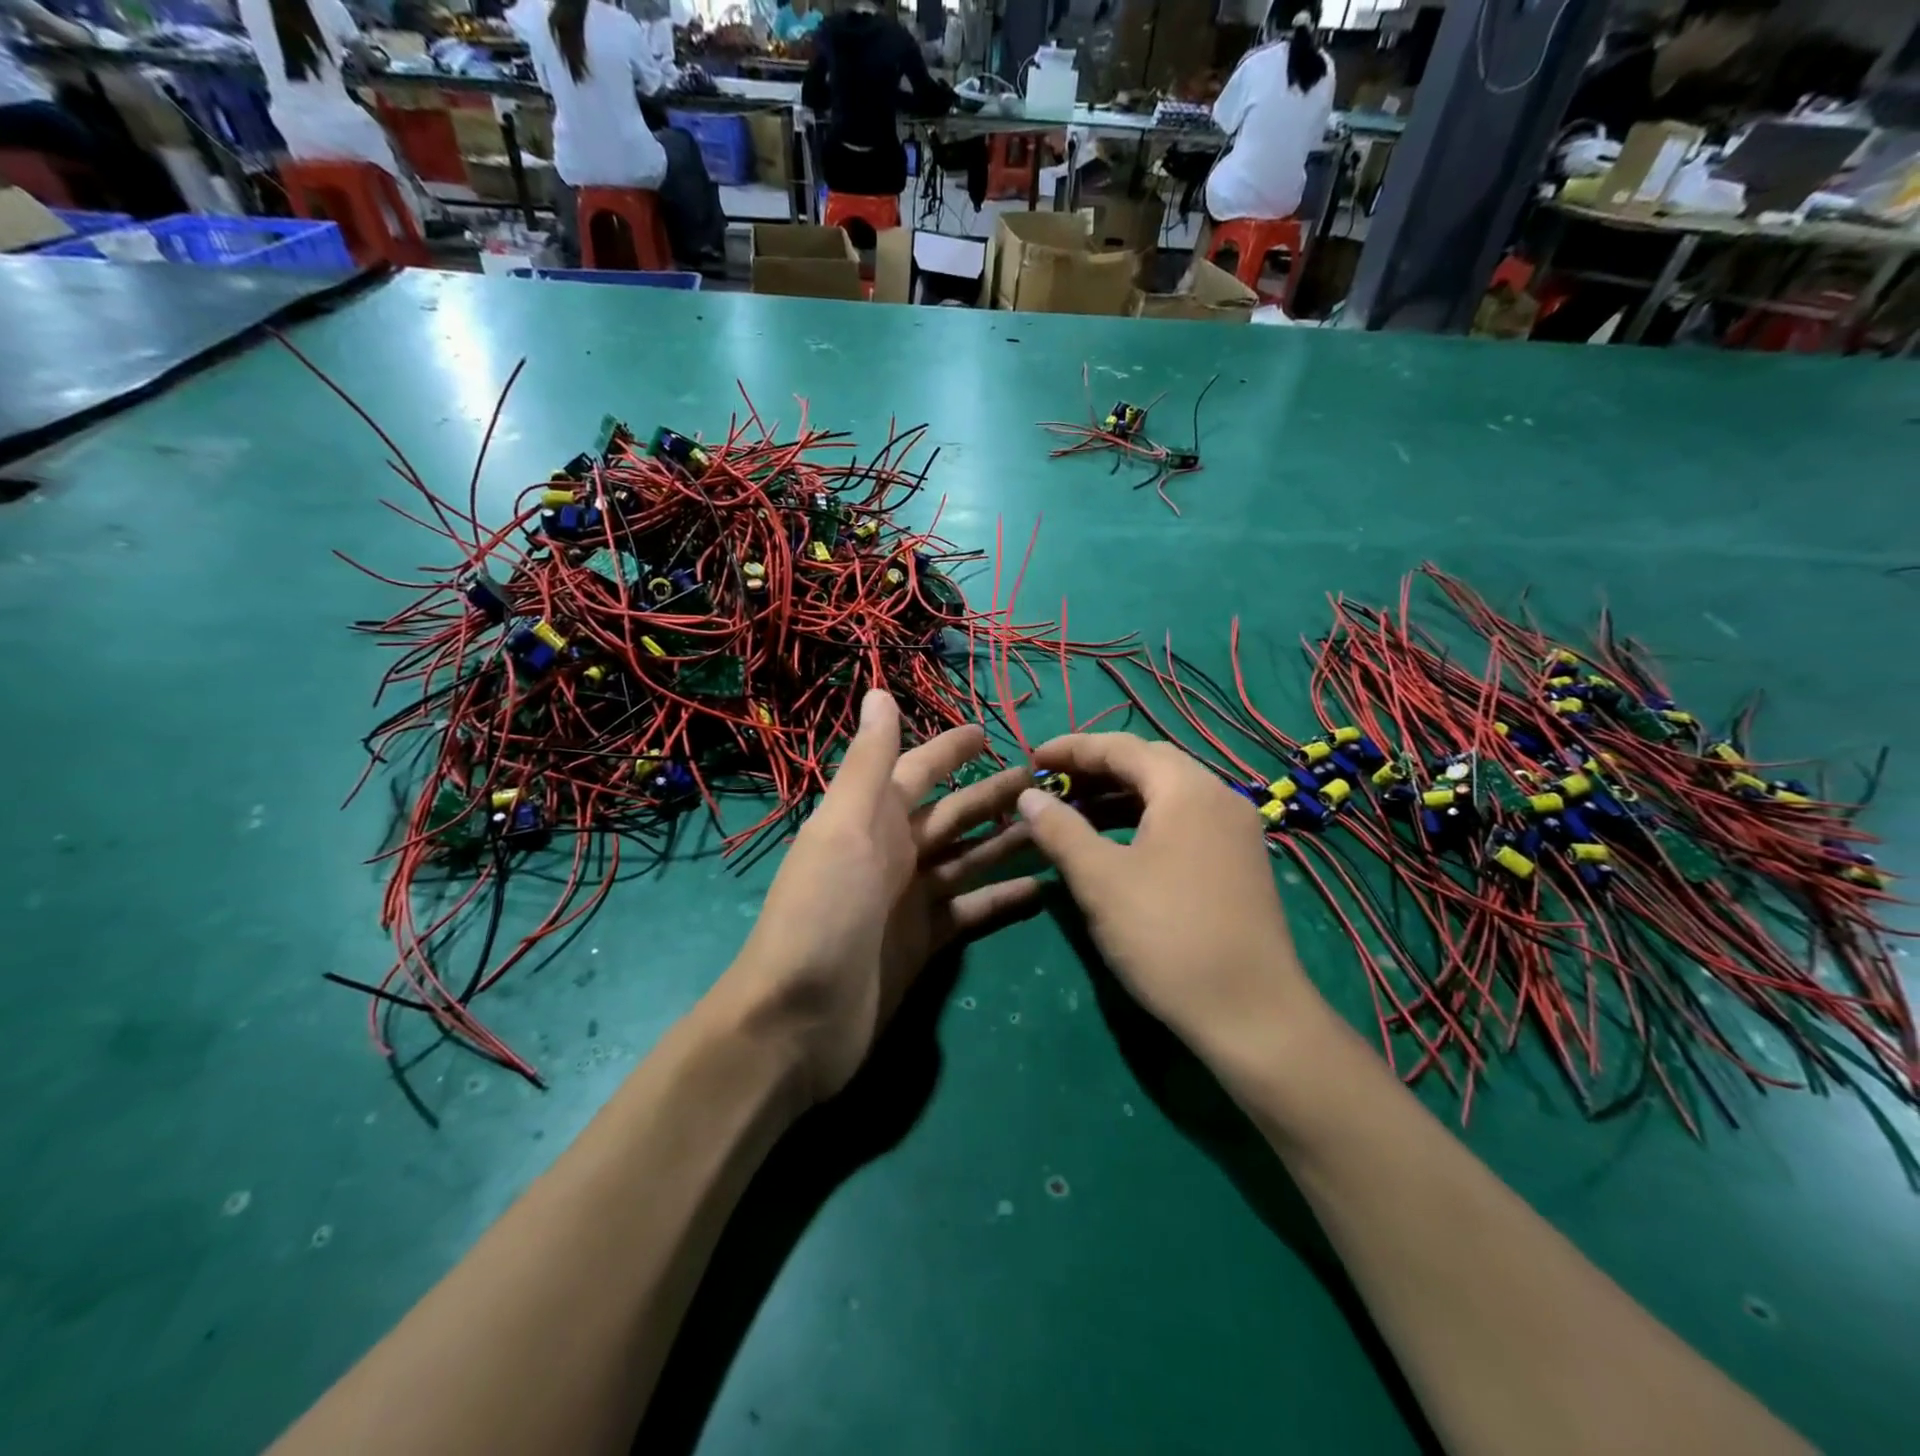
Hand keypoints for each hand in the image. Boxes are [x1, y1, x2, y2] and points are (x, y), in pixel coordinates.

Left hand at [721, 691, 1037, 1103]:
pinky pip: (973, 910)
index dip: (950, 749)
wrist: (798, 1021)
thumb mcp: (844, 828)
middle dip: (994, 795)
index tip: (991, 731)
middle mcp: (893, 853)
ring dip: (1008, 841)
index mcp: (872, 820)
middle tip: (1048, 782)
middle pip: (954, 814)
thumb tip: (878, 692)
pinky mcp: (926, 942)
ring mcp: (910, 899)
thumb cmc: (822, 913)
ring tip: (1059, 828)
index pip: (918, 770)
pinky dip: (1003, 900)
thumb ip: (868, 764)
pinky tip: (1044, 890)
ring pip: (969, 858)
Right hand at [1015, 733, 1323, 1058]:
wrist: (1250, 1013)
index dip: (1071, 749)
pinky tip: (1117, 845)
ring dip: (1118, 796)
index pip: (1120, 746)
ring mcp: (1235, 829)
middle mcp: (1218, 796)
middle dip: (1095, 770)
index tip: (1031, 758)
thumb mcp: (1100, 880)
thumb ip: (1060, 829)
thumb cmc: (1166, 936)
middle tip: (1051, 786)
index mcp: (1187, 788)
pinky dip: (1143, 820)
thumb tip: (1028, 796)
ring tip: (1074, 815)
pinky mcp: (1238, 860)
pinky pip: (1183, 820)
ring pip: (1167, 794)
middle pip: (1148, 764)